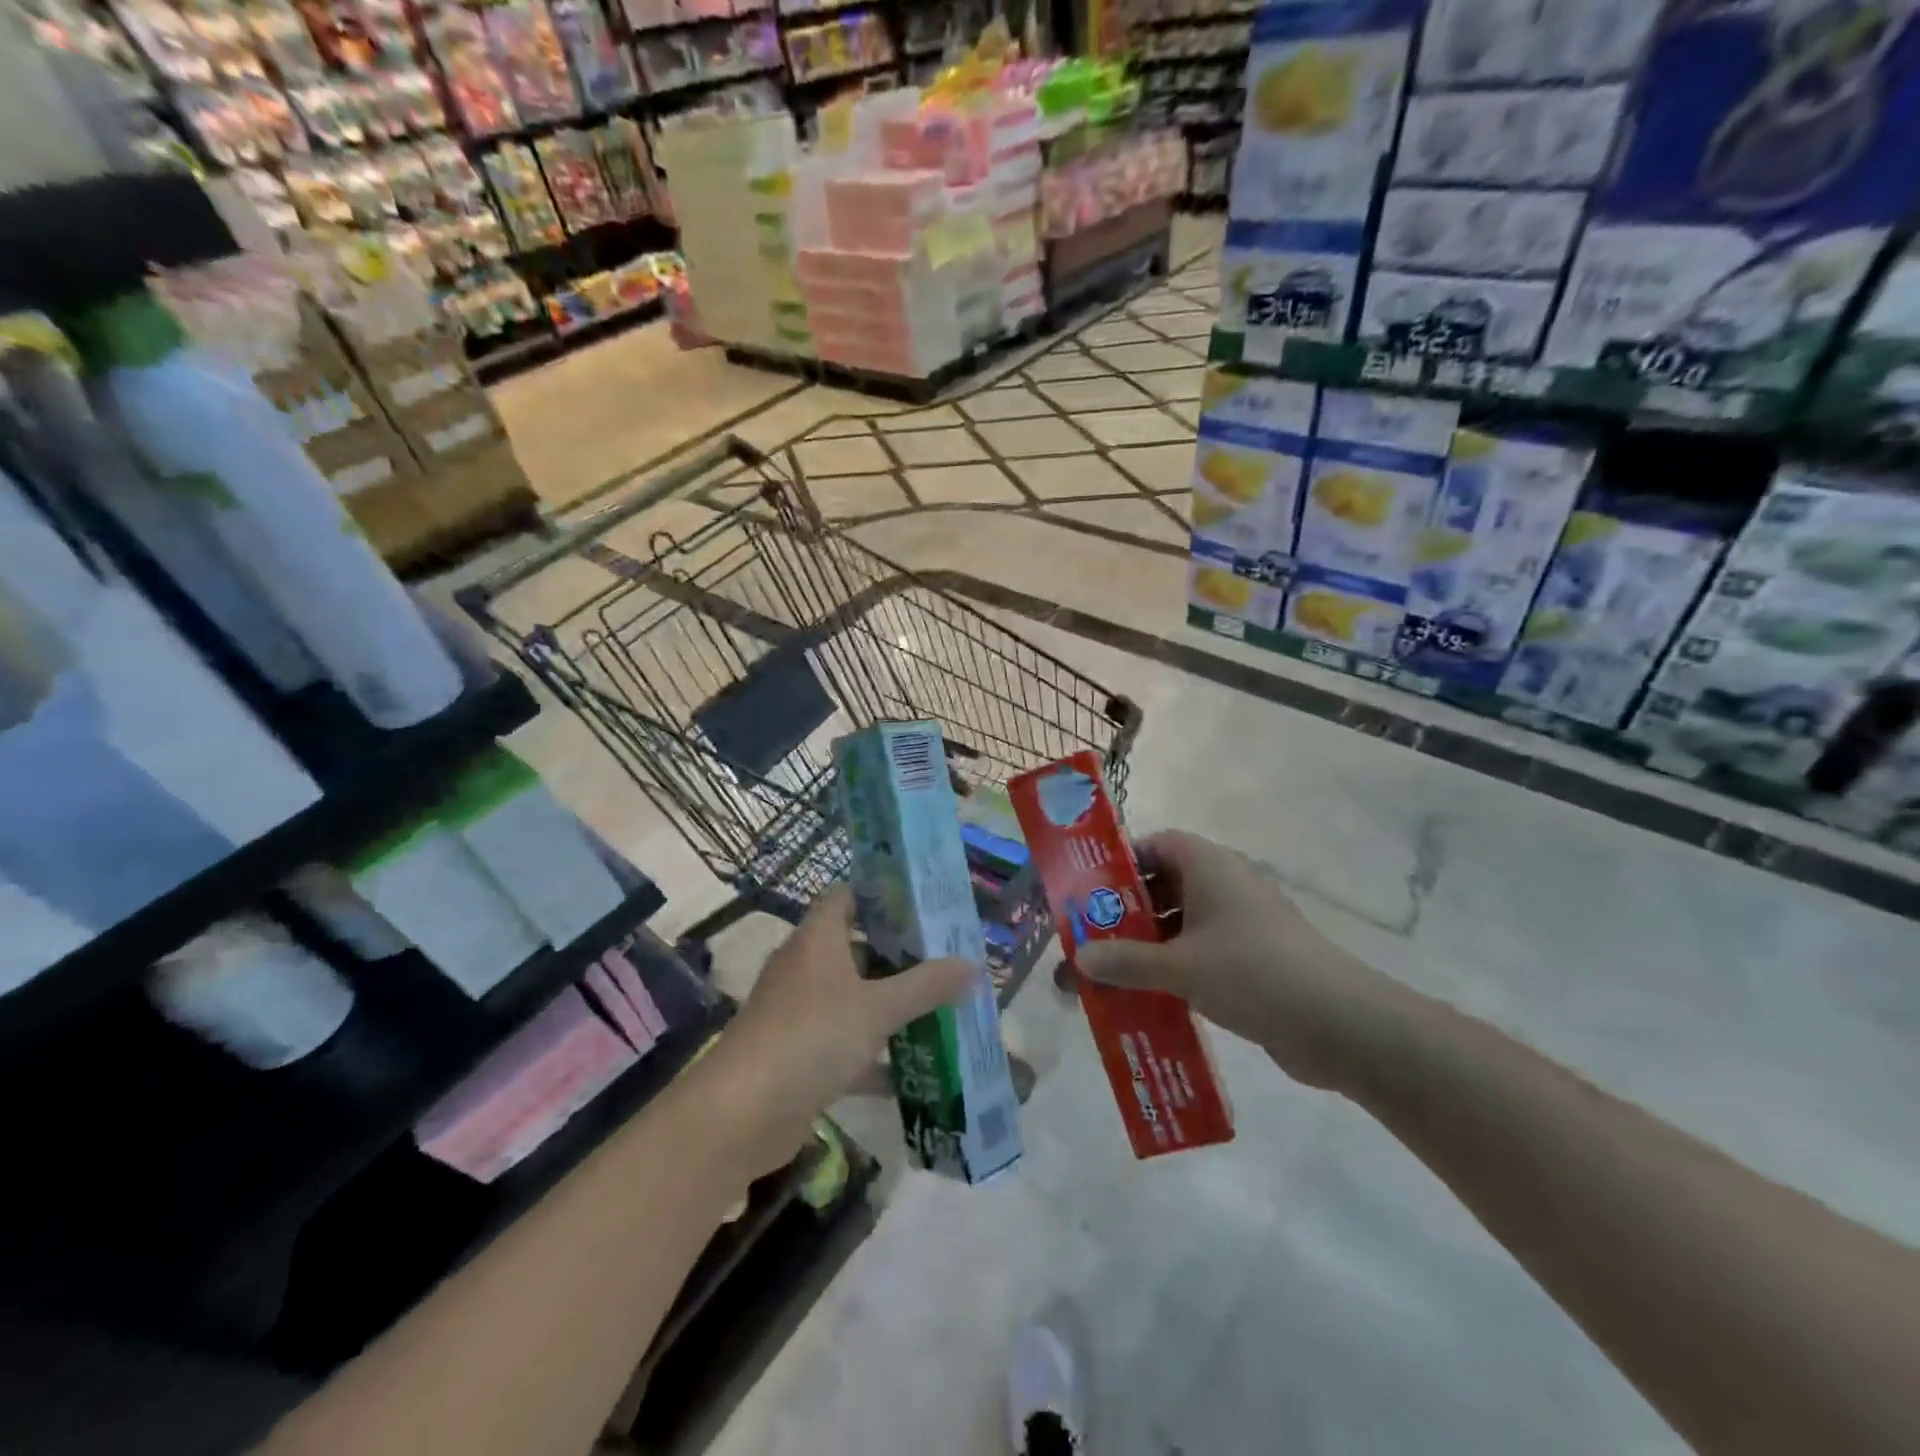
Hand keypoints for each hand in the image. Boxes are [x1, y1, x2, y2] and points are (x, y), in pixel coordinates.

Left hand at [699, 886, 977, 1176]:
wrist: (741, 1115)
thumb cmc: (811, 1038)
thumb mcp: (877, 1008)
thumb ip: (926, 986)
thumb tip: (972, 963)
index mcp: (818, 939)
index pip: (847, 896)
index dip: (882, 895)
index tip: (924, 905)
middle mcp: (806, 967)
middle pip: (856, 948)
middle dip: (900, 955)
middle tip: (947, 959)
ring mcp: (799, 1012)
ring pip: (854, 998)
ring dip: (891, 1005)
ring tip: (942, 1007)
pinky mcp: (799, 1055)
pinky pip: (846, 1044)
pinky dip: (876, 1055)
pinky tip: (915, 1071)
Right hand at [1074, 830, 1400, 1090]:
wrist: (1339, 1023)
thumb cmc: (1252, 972)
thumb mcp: (1179, 966)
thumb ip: (1126, 960)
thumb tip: (1079, 957)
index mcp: (1209, 867)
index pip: (1158, 844)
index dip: (1123, 861)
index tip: (1090, 889)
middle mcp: (1225, 886)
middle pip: (1165, 884)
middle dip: (1128, 909)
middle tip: (1090, 934)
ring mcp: (1241, 924)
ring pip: (1182, 923)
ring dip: (1148, 943)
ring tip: (1110, 970)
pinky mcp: (1251, 959)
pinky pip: (1200, 952)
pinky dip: (1174, 967)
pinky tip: (1147, 995)